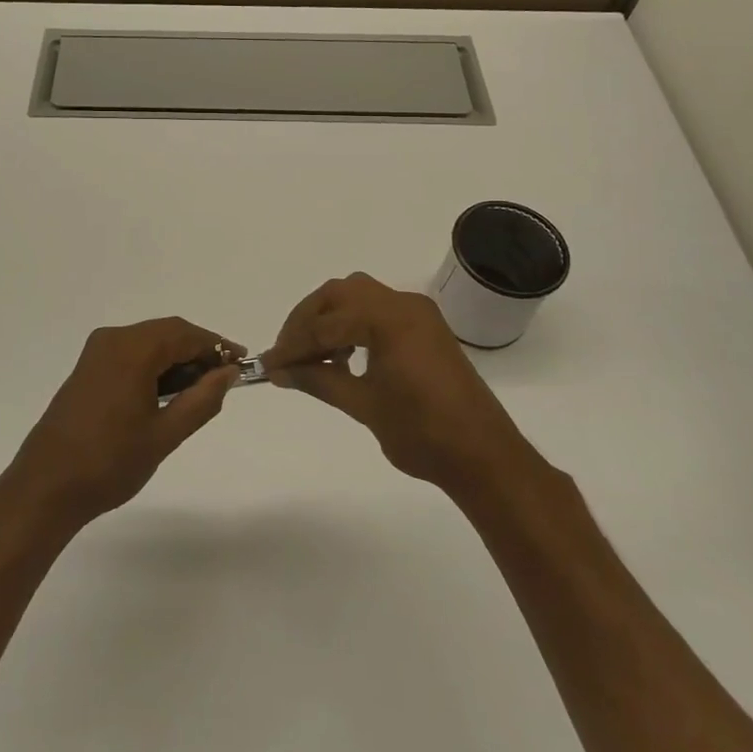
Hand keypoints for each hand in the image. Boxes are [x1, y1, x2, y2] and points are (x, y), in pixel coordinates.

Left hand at [0, 318, 239, 530]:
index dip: (216, 346)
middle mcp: (113, 339)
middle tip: (224, 379)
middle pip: (166, 332)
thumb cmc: (110, 462)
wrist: (46, 486)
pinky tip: (167, 393)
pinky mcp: (88, 368)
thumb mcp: (165, 435)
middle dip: (197, 351)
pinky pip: (131, 353)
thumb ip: (202, 399)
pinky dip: (154, 365)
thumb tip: (227, 373)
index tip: (242, 363)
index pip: (185, 334)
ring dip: (176, 359)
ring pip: (148, 342)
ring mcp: (96, 352)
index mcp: (132, 350)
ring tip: (199, 391)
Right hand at [263, 273, 525, 492]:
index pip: (326, 324)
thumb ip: (319, 380)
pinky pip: (378, 310)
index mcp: (388, 319)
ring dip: (330, 318)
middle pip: (340, 294)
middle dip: (308, 320)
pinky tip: (343, 356)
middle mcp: (403, 304)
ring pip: (359, 296)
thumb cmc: (423, 433)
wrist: (485, 456)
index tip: (267, 365)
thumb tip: (280, 372)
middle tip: (287, 353)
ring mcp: (418, 313)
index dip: (292, 345)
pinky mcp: (426, 327)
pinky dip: (353, 323)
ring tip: (311, 355)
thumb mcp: (364, 405)